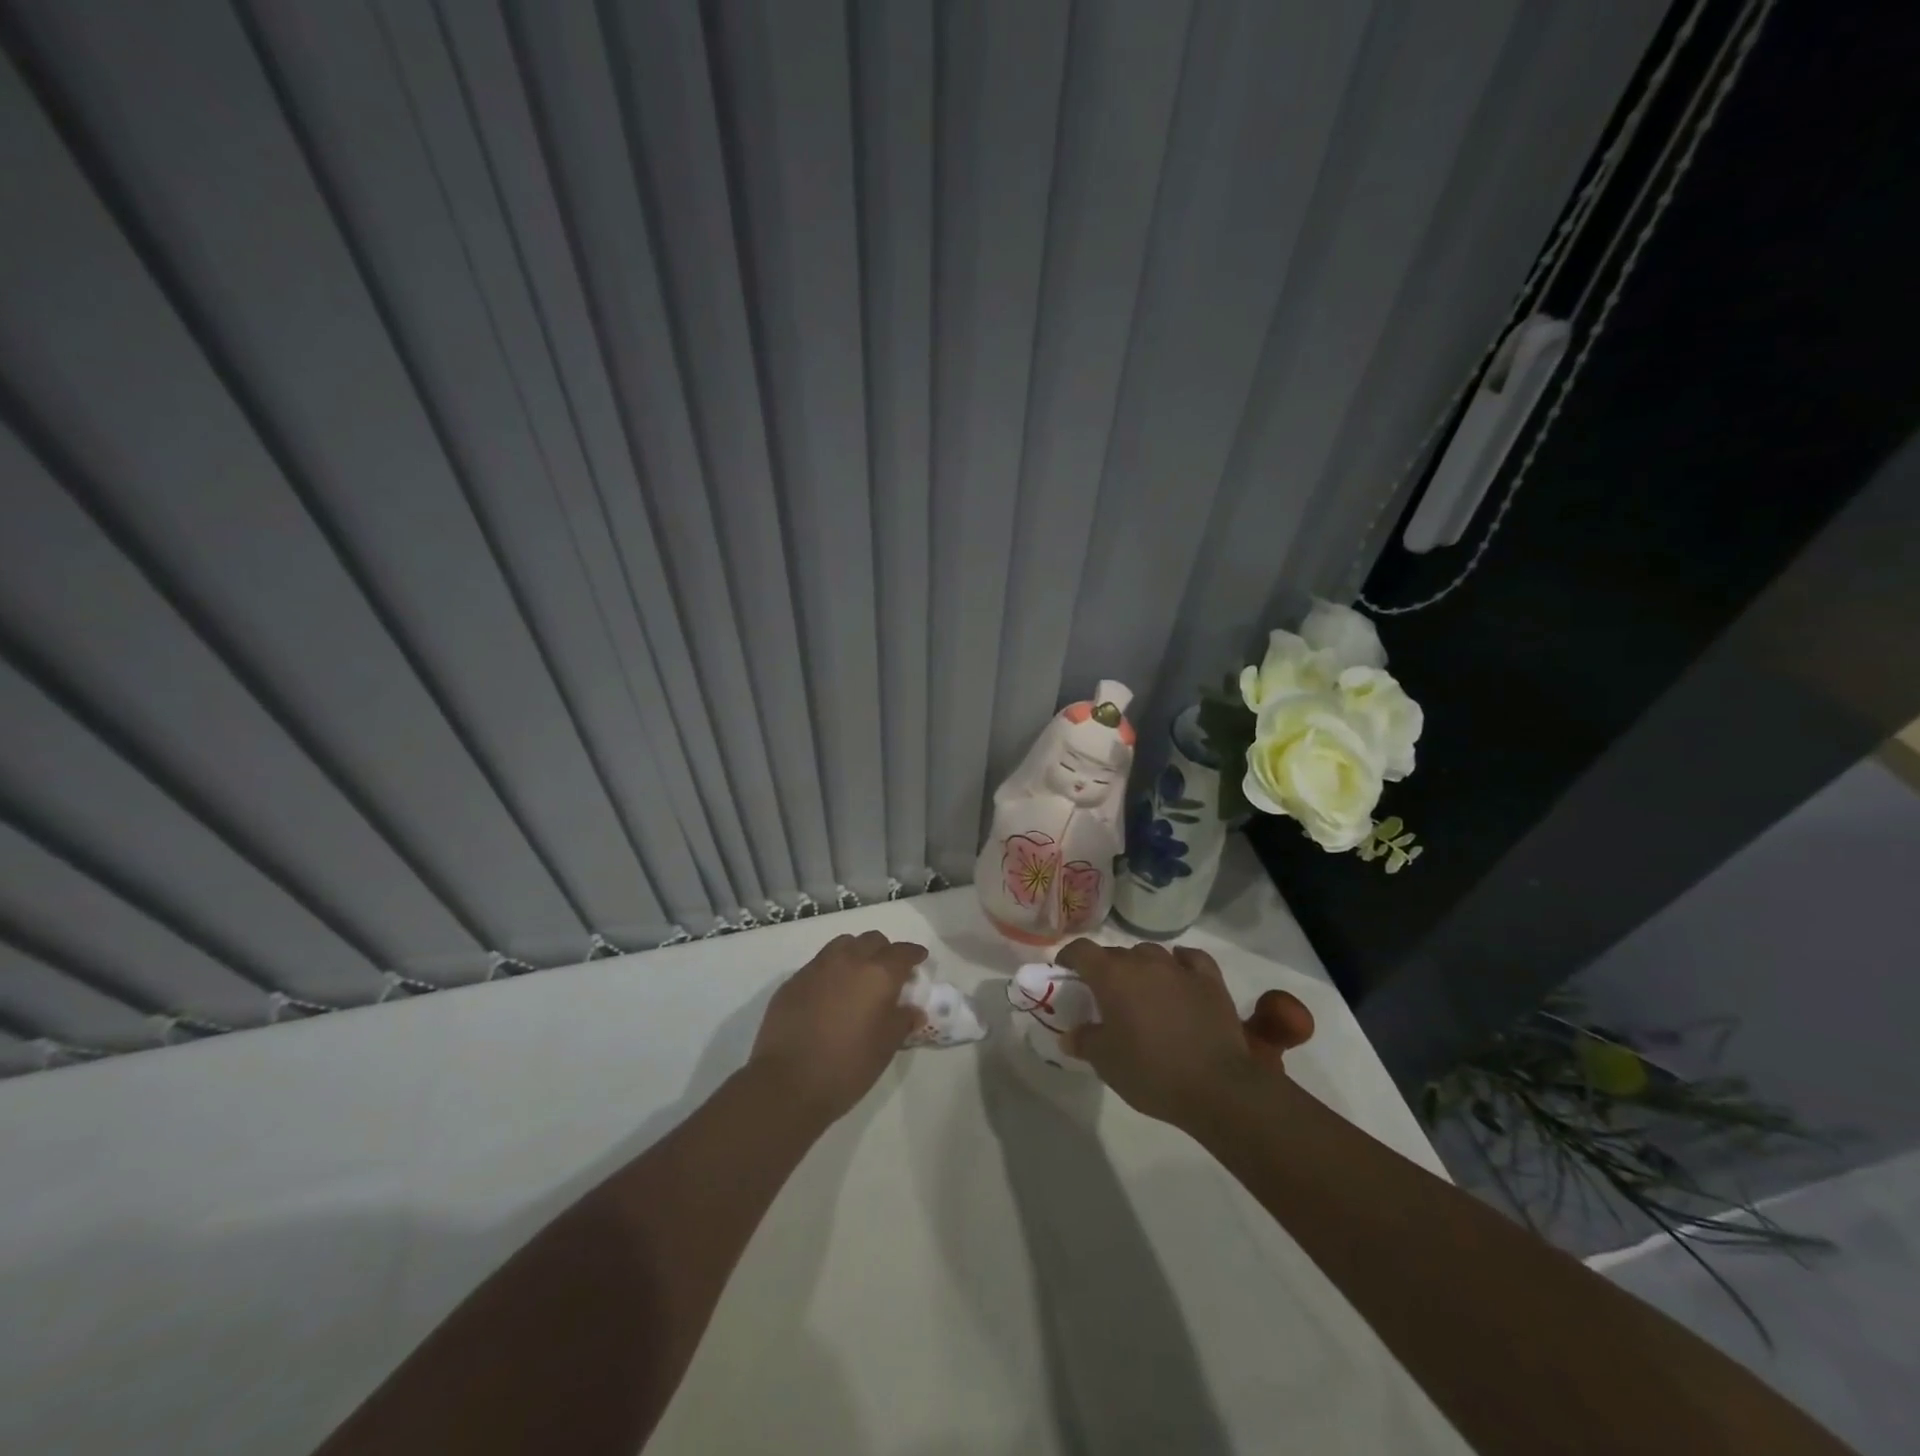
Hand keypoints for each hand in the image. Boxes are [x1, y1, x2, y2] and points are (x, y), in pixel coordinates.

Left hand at [749, 930, 926, 1121]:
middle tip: (888, 971)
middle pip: (872, 940)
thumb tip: (912, 1010)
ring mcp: (817, 968)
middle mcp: (848, 961)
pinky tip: (829, 994)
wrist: (788, 1083)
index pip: (902, 952)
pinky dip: (831, 970)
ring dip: (856, 953)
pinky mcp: (793, 981)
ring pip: (843, 944)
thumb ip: (902, 1021)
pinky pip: (818, 964)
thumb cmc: (847, 1066)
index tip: (919, 959)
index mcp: (877, 974)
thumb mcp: (886, 1047)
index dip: (914, 954)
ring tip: (858, 975)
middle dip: (884, 951)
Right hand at [1054, 939, 1313, 1128]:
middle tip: (1104, 996)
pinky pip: (1190, 959)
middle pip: (1116, 953)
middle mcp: (1144, 962)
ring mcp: (1179, 968)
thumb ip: (1084, 1041)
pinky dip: (1180, 964)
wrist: (1216, 1086)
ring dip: (1141, 966)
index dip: (1069, 958)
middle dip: (1105, 969)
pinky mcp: (1210, 980)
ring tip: (1142, 991)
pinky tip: (1179, 976)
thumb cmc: (1151, 1072)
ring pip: (1151, 953)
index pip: (1081, 950)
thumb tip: (1070, 1034)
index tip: (1066, 973)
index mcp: (1112, 976)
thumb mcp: (1106, 1063)